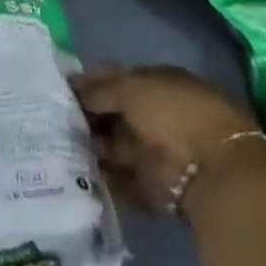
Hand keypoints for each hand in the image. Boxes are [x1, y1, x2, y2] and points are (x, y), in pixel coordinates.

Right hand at [74, 66, 260, 212]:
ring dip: (92, 147)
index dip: (89, 83)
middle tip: (53, 121)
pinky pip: (121, 179)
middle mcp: (156, 114)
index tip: (60, 90)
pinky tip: (76, 173)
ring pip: (114, 146)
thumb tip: (73, 89)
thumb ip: (99, 90)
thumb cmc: (172, 113)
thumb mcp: (131, 88)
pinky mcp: (154, 186)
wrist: (212, 171)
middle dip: (86, 118)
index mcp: (157, 82)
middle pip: (114, 114)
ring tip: (59, 147)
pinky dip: (103, 178)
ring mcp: (156, 151)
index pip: (116, 78)